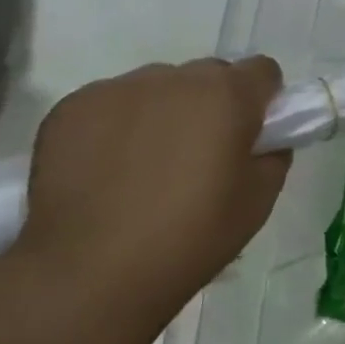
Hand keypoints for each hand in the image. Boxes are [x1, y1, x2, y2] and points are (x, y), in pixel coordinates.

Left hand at [0, 57, 289, 343]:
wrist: (91, 273)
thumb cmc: (191, 236)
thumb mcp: (259, 201)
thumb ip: (272, 155)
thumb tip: (264, 140)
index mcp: (227, 95)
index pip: (262, 70)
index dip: (263, 99)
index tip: (252, 133)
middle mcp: (175, 78)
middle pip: (208, 75)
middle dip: (213, 103)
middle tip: (201, 153)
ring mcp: (118, 89)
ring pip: (158, 87)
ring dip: (164, 111)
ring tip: (146, 165)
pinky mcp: (72, 107)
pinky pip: (110, 103)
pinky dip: (117, 126)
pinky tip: (107, 170)